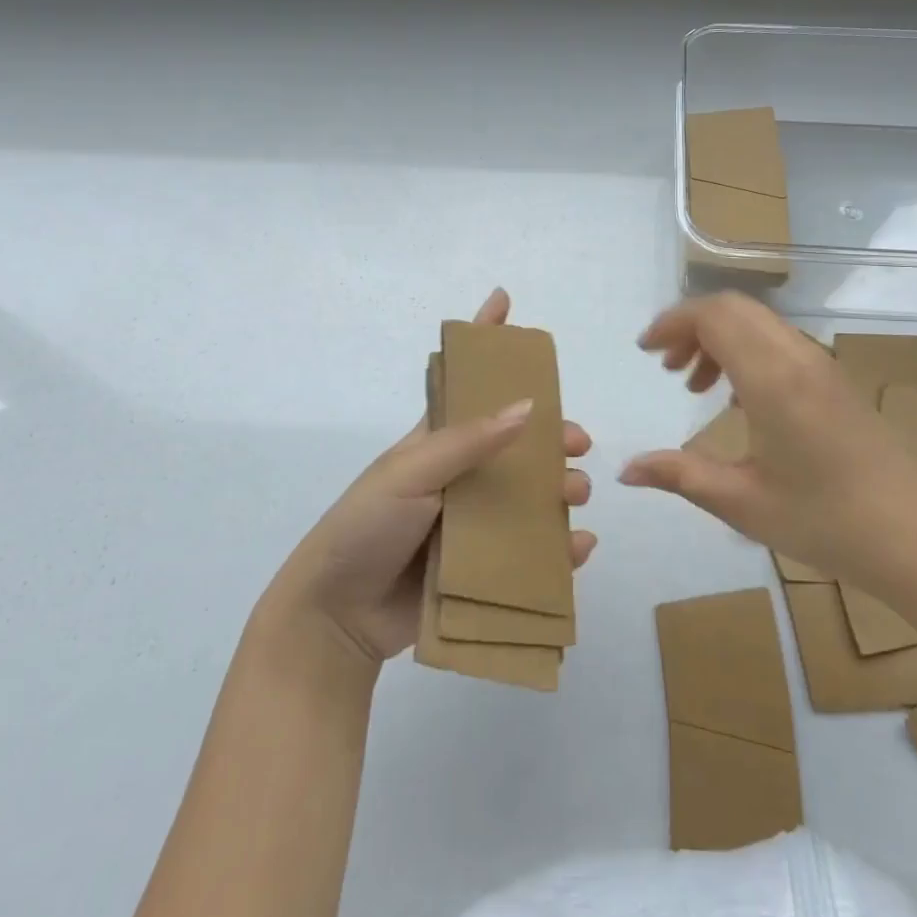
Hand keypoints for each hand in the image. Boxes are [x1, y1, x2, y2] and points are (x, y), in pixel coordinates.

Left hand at [267, 288, 595, 664]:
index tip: (503, 300)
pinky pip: (531, 549)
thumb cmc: (365, 527)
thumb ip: (467, 441)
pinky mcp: (483, 566)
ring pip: (530, 494)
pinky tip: (578, 546)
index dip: (484, 340)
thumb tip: (529, 406)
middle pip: (516, 442)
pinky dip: (560, 547)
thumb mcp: (410, 473)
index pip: (465, 381)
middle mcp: (460, 474)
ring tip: (574, 496)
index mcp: (437, 442)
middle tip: (578, 443)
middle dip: (552, 435)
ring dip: (560, 489)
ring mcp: (473, 520)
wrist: (337, 617)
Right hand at [619, 293, 916, 583]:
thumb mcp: (741, 502)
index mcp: (772, 379)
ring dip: (718, 337)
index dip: (673, 322)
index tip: (645, 350)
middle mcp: (796, 357)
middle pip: (734, 308)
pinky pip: (777, 341)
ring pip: (757, 321)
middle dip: (690, 325)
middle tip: (665, 365)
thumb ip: (679, 475)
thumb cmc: (822, 520)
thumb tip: (626, 470)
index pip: (714, 316)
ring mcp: (820, 363)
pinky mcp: (832, 377)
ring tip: (693, 384)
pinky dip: (745, 350)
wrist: (912, 534)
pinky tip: (735, 397)